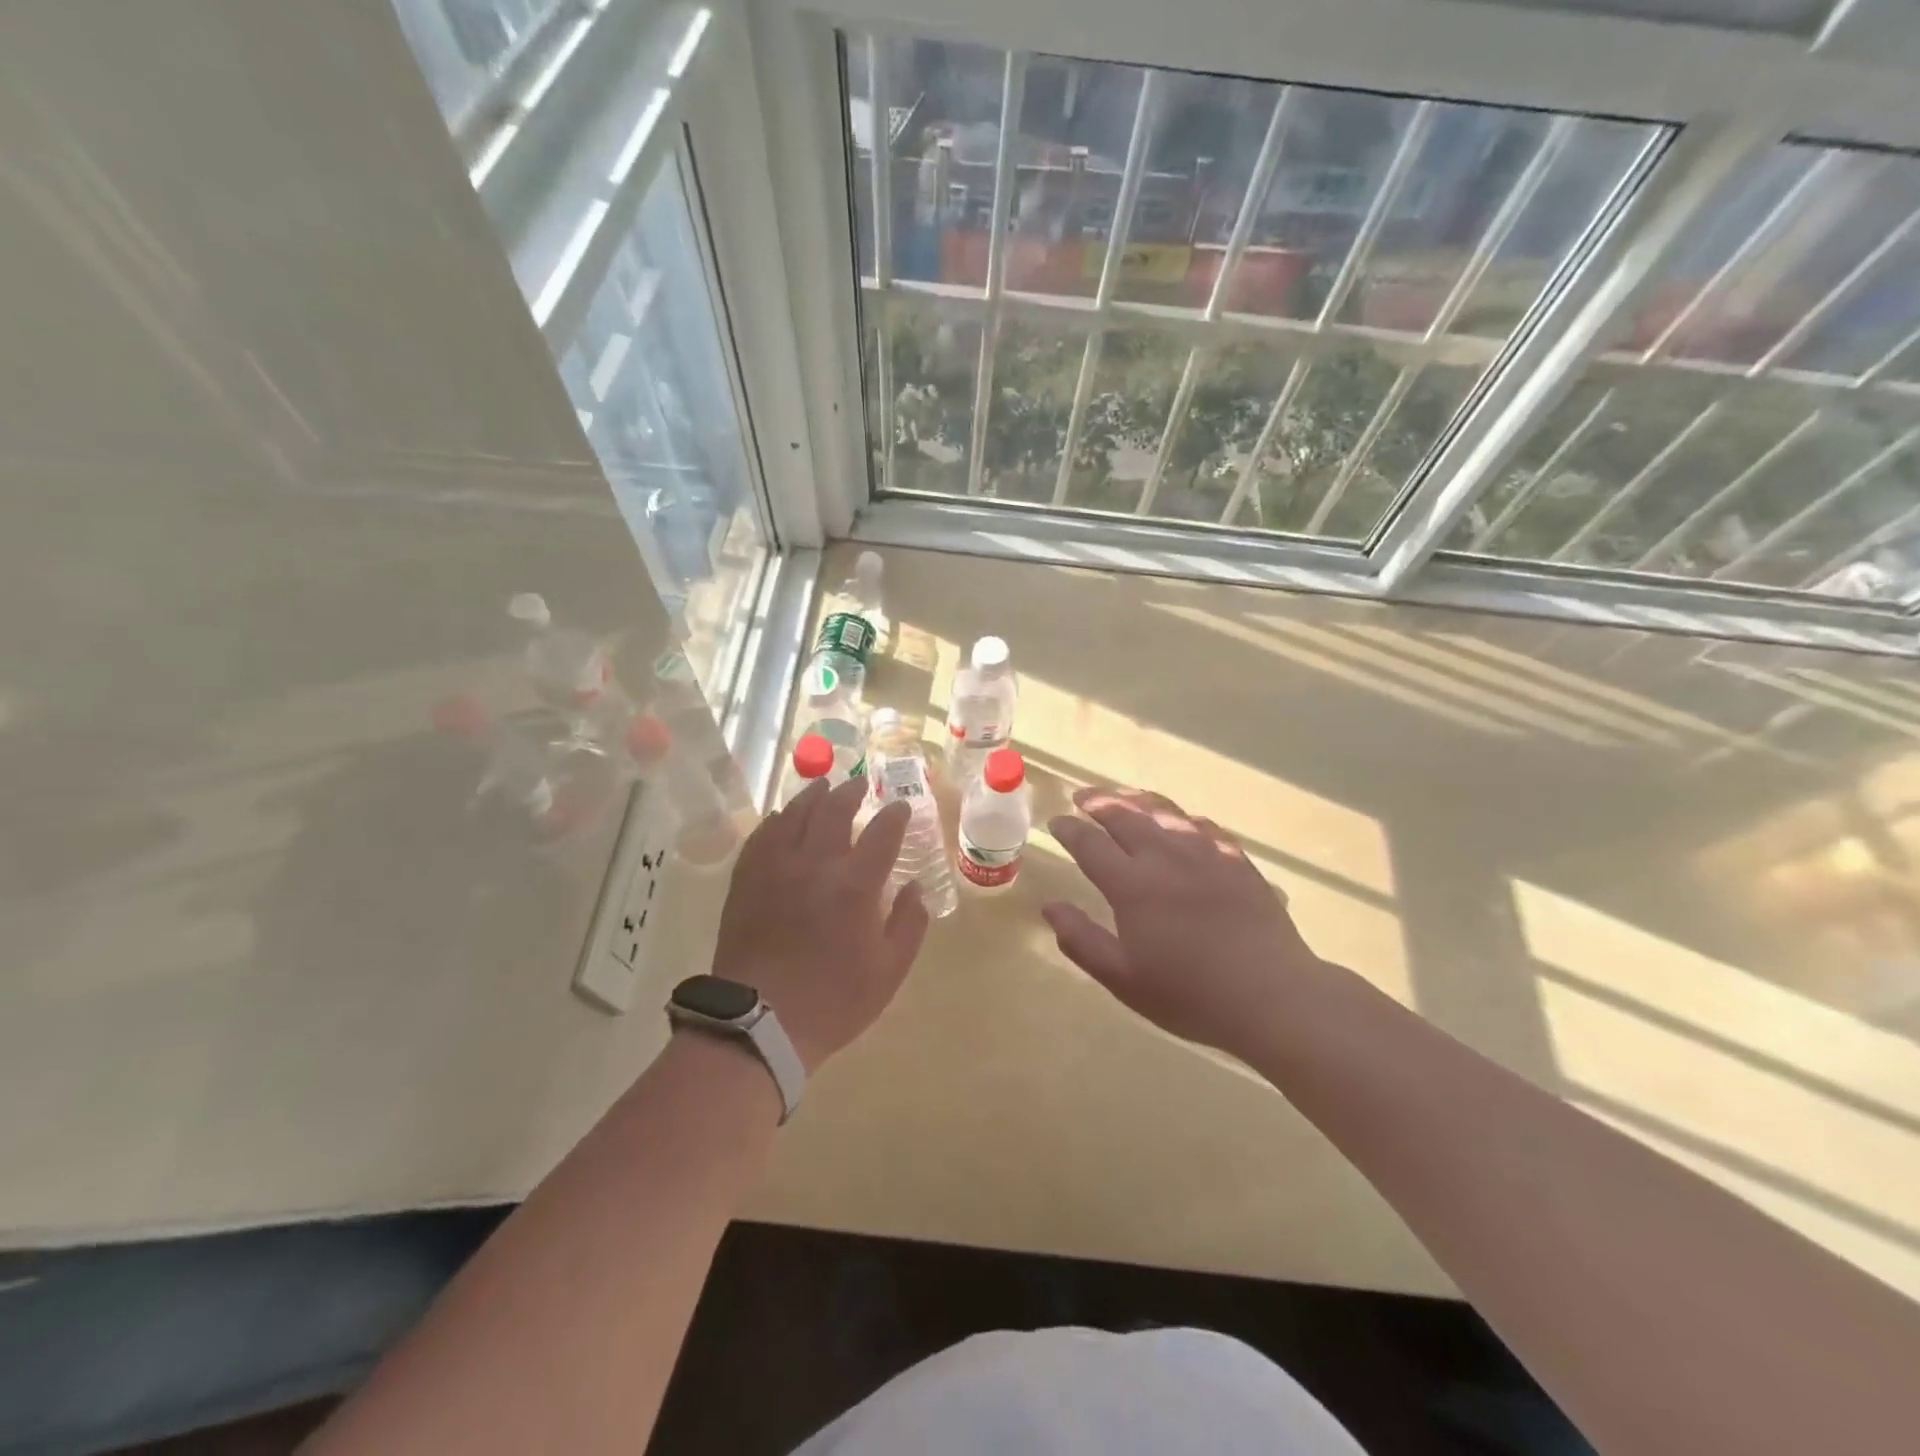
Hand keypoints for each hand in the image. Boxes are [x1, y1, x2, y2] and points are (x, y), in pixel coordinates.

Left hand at [710, 778, 929, 1073]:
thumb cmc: (833, 1001)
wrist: (759, 1023)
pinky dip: (777, 820)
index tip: (901, 808)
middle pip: (834, 811)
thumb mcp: (889, 971)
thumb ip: (909, 924)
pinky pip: (763, 835)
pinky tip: (782, 817)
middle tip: (861, 785)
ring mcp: (776, 867)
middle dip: (852, 793)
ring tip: (823, 786)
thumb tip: (914, 888)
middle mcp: (816, 863)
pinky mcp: (747, 879)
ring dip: (813, 796)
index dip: (895, 816)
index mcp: (856, 885)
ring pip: (795, 815)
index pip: (882, 833)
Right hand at [1043, 786, 1324, 1059]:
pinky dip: (1182, 817)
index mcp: (1132, 885)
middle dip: (1099, 803)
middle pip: (1125, 817)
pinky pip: (1204, 826)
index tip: (1056, 821)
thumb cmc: (1190, 994)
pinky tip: (1181, 820)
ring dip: (1137, 800)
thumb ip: (1082, 940)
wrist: (1272, 996)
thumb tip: (1050, 907)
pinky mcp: (1238, 861)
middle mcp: (1165, 858)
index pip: (1091, 844)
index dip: (1070, 830)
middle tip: (1082, 796)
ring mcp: (1206, 854)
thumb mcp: (1123, 979)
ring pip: (1165, 812)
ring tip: (1123, 795)